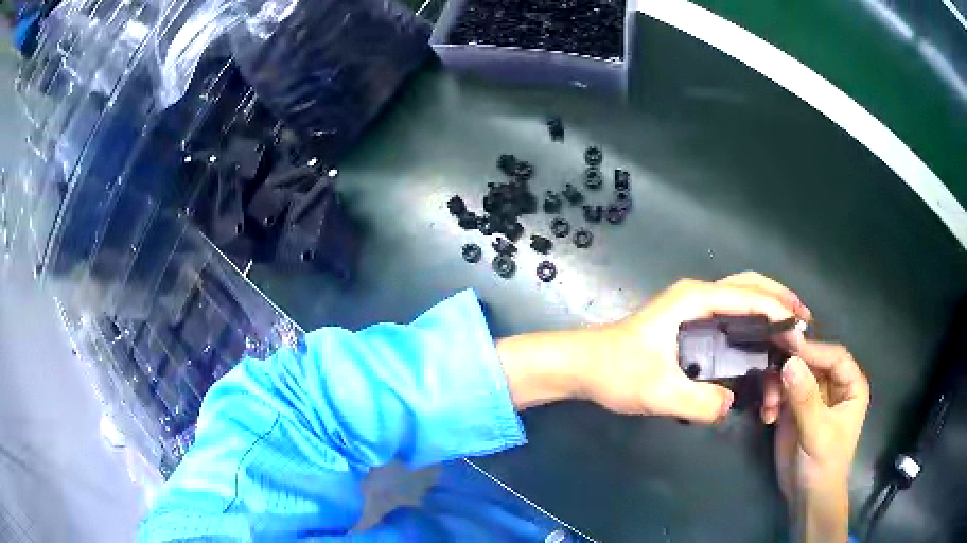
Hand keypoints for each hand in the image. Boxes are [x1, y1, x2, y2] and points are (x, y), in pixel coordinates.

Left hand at [498, 272, 809, 423]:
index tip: (801, 330)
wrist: (582, 365)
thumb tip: (730, 405)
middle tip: (804, 320)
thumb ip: (697, 401)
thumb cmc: (614, 372)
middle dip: (780, 299)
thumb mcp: (656, 391)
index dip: (778, 312)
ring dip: (769, 306)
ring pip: (742, 296)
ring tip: (792, 327)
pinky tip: (763, 339)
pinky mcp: (690, 323)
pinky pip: (731, 313)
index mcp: (693, 300)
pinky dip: (753, 319)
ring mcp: (693, 308)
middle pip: (750, 285)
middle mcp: (697, 296)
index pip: (747, 297)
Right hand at [768, 343, 869, 542]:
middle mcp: (832, 385)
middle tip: (768, 372)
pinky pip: (779, 391)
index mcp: (850, 385)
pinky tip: (767, 418)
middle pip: (810, 361)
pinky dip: (770, 400)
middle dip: (789, 369)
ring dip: (776, 386)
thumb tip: (789, 363)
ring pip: (792, 373)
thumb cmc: (823, 466)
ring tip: (769, 407)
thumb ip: (805, 400)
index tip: (785, 344)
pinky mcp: (793, 408)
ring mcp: (811, 396)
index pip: (833, 356)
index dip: (812, 349)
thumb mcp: (817, 433)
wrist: (806, 498)